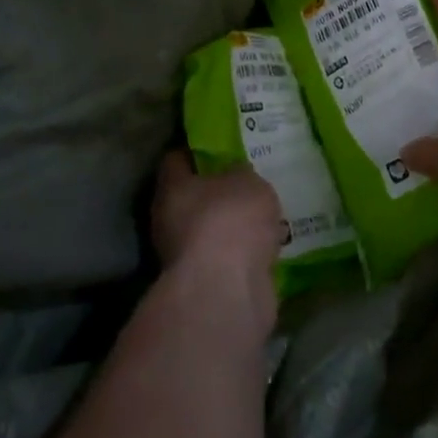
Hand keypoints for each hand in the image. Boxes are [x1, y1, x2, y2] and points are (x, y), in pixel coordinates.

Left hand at [152, 150, 283, 335]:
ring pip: (210, 232)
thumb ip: (242, 174)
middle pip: (192, 198)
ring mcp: (185, 257)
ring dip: (230, 227)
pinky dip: (242, 254)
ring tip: (263, 215)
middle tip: (246, 181)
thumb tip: (238, 175)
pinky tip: (267, 247)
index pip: (176, 160)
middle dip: (217, 192)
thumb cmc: (230, 220)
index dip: (195, 151)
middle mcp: (169, 221)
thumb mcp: (247, 181)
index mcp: (172, 188)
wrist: (227, 291)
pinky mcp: (205, 286)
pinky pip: (226, 260)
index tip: (217, 146)